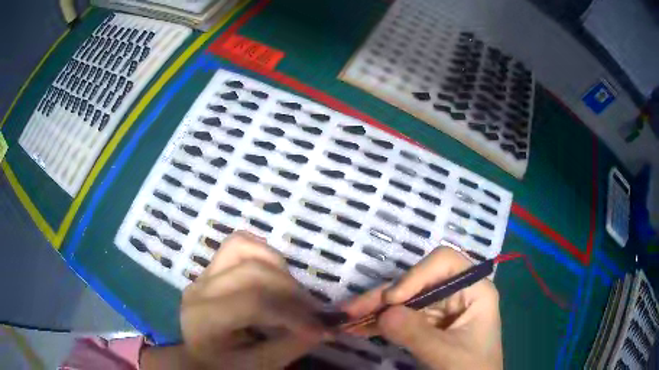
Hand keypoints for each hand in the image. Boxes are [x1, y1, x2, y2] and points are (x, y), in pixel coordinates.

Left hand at [143, 231, 327, 369]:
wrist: (200, 357)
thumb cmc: (226, 366)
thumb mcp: (260, 366)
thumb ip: (293, 345)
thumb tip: (327, 326)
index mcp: (204, 320)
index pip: (252, 303)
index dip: (292, 314)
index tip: (321, 329)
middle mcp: (200, 289)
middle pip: (252, 272)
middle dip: (291, 291)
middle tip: (313, 312)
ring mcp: (204, 274)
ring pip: (243, 246)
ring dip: (278, 267)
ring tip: (293, 293)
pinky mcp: (212, 268)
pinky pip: (238, 245)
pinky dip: (263, 254)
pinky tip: (276, 275)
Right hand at [343, 247, 502, 369]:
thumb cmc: (472, 369)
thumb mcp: (447, 353)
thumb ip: (417, 334)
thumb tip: (384, 313)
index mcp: (474, 289)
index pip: (444, 263)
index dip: (416, 275)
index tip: (392, 299)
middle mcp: (456, 292)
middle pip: (417, 281)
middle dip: (384, 296)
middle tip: (352, 310)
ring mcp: (440, 307)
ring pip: (404, 298)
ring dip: (375, 309)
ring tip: (347, 319)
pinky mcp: (427, 322)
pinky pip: (400, 316)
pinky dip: (379, 322)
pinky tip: (358, 327)